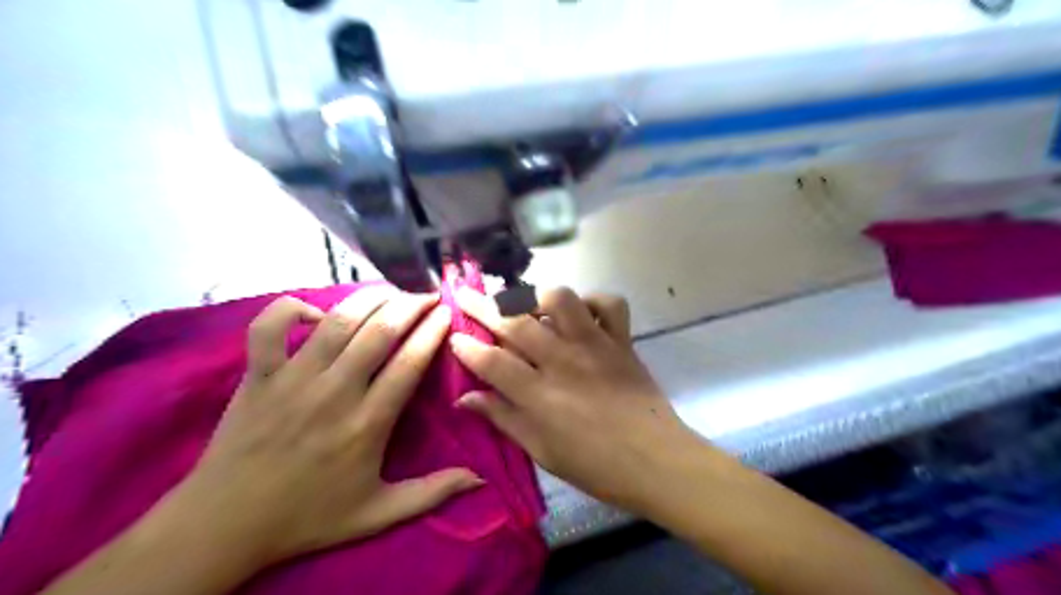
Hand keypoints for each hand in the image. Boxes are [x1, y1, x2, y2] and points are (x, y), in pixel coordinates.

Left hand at [180, 291, 482, 569]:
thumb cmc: (307, 517)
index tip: (448, 313)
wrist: (223, 525)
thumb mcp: (378, 514)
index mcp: (367, 424)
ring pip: (337, 320)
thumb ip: (432, 493)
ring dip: (370, 298)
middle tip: (428, 296)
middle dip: (411, 305)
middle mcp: (334, 392)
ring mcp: (292, 379)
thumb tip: (480, 479)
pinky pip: (270, 326)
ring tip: (391, 292)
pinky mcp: (258, 374)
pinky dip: (291, 308)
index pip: (410, 362)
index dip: (433, 331)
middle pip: (380, 331)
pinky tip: (315, 313)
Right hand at [449, 287, 702, 516]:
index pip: (491, 361)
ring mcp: (595, 345)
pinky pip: (609, 303)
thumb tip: (465, 399)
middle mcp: (563, 362)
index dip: (466, 347)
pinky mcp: (621, 340)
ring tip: (525, 303)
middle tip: (466, 296)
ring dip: (537, 295)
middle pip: (516, 323)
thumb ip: (503, 419)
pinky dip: (592, 300)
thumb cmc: (595, 466)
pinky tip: (580, 313)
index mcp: (540, 396)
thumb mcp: (542, 451)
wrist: (656, 461)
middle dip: (483, 305)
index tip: (454, 336)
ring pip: (561, 299)